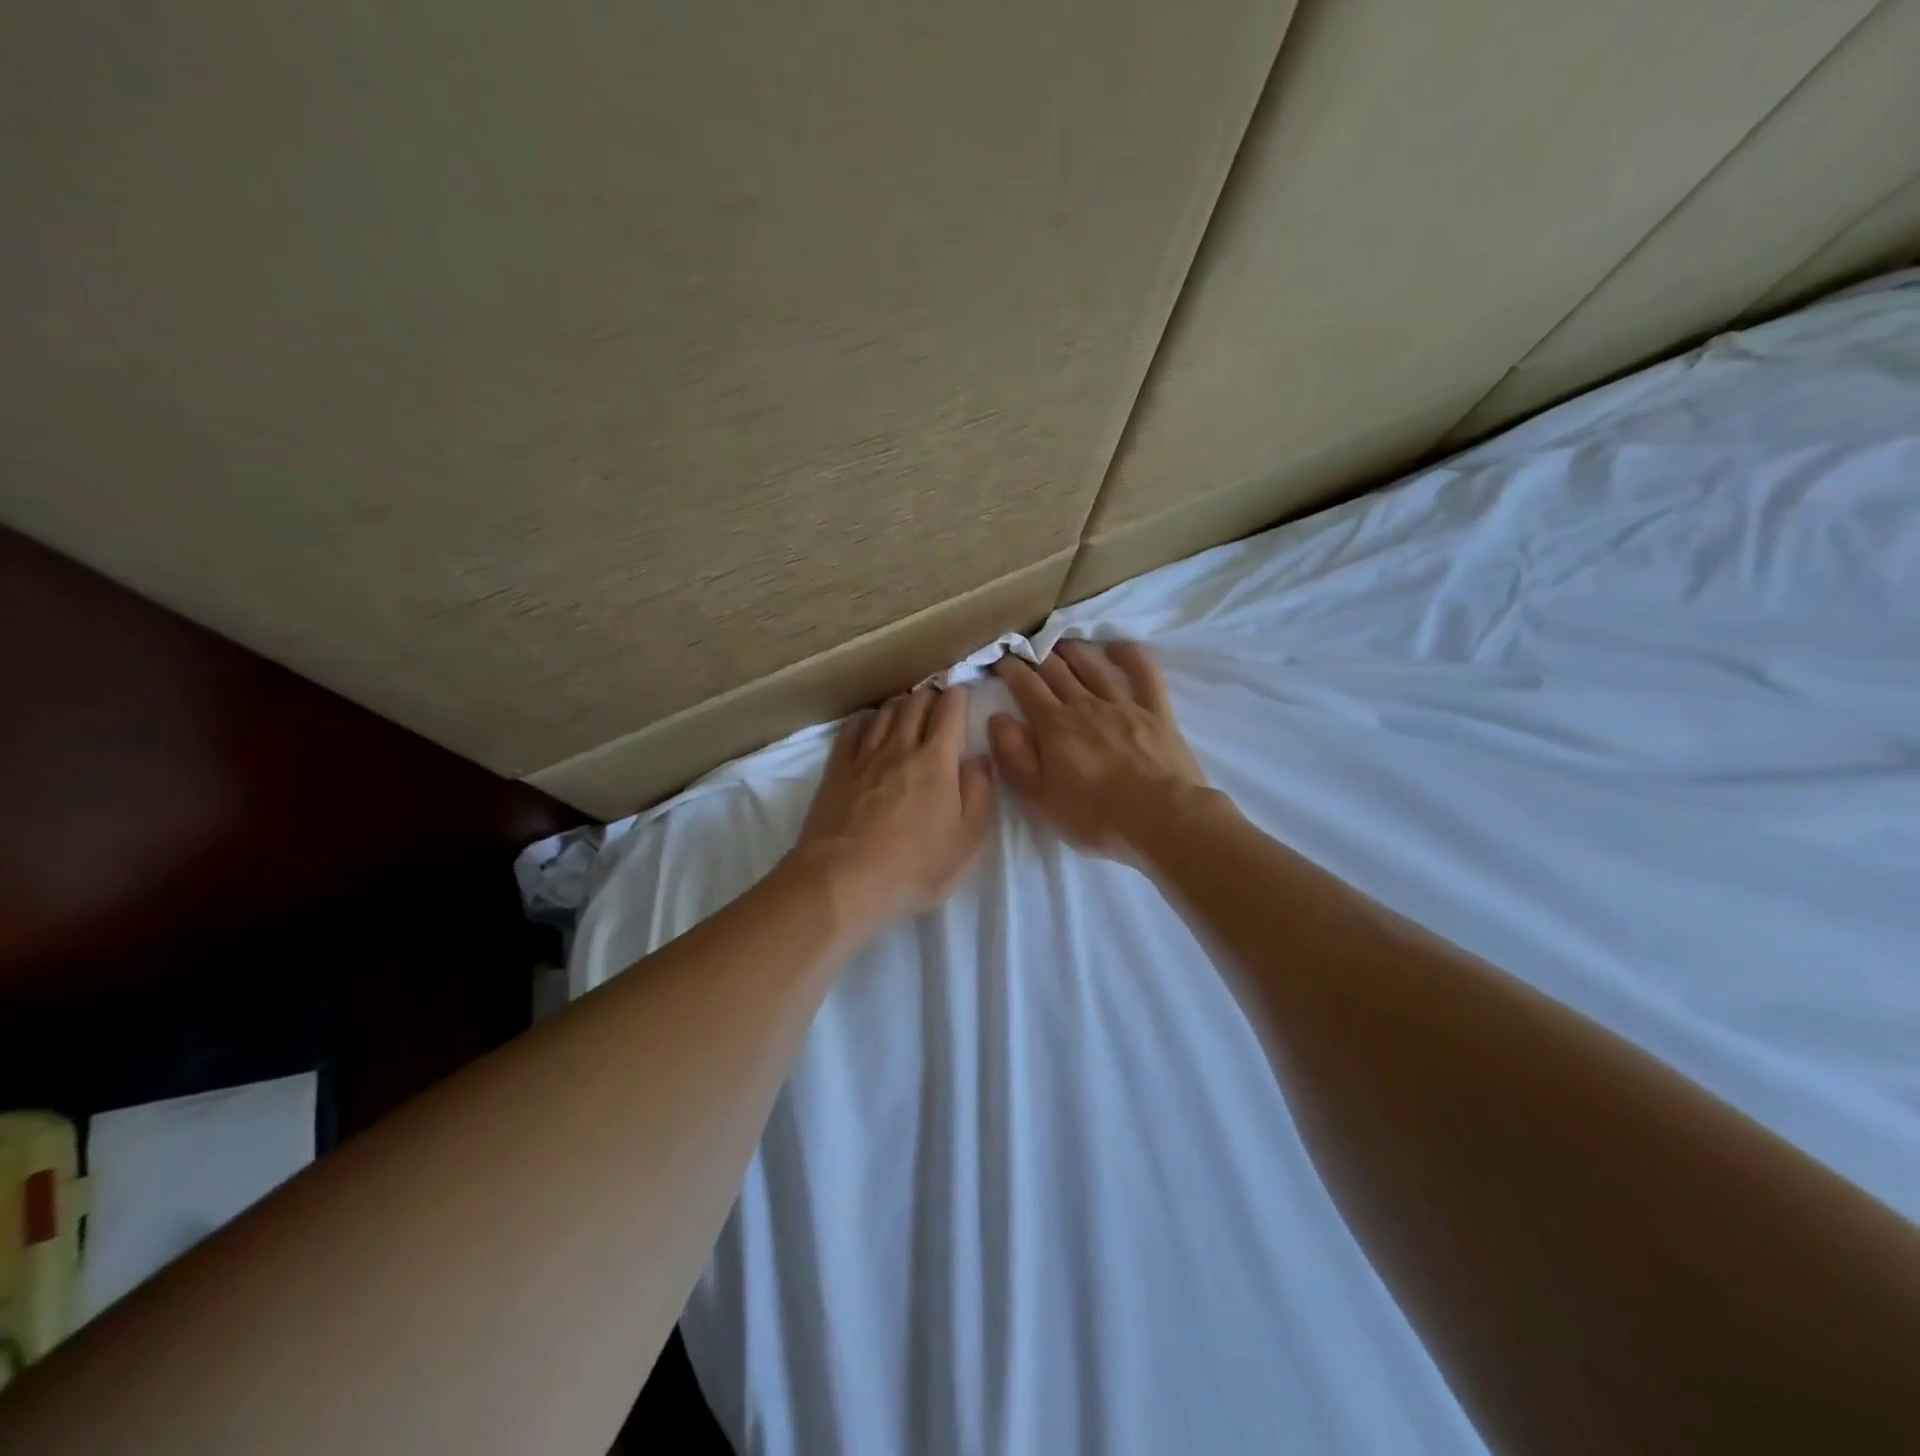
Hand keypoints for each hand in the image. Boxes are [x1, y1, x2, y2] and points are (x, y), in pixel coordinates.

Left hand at [792, 684, 994, 928]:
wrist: (842, 881)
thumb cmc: (914, 867)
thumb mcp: (967, 842)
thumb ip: (979, 795)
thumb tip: (979, 759)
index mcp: (937, 761)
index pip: (950, 711)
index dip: (959, 695)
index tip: (964, 692)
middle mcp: (900, 748)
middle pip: (916, 704)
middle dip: (931, 695)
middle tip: (939, 701)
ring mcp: (865, 756)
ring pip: (885, 712)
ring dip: (901, 704)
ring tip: (908, 709)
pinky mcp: (837, 770)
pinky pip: (852, 729)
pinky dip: (866, 718)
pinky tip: (870, 722)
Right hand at [989, 640, 1208, 861]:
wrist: (1160, 818)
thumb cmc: (1093, 815)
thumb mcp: (1038, 796)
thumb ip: (1013, 755)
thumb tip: (998, 718)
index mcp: (1054, 725)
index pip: (1026, 686)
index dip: (1010, 669)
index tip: (1000, 660)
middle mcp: (1085, 705)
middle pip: (1057, 671)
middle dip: (1036, 656)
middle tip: (1026, 649)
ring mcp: (1123, 704)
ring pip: (1093, 666)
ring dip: (1074, 650)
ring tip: (1061, 643)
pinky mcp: (1156, 711)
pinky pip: (1144, 672)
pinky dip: (1129, 655)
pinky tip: (1117, 648)